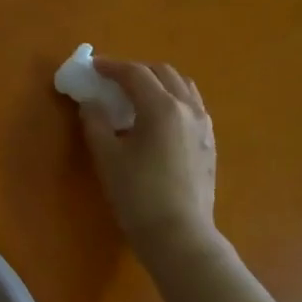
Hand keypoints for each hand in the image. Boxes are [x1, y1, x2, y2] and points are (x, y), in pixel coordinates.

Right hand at [79, 59, 217, 253]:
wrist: (178, 234)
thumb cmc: (137, 195)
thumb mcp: (107, 158)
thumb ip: (96, 123)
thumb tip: (91, 103)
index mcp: (162, 107)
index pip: (135, 74)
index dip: (111, 67)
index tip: (93, 67)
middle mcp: (188, 108)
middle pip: (163, 73)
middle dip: (136, 71)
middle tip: (112, 80)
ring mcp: (204, 126)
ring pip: (182, 87)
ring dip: (158, 83)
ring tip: (137, 96)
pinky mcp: (209, 143)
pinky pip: (192, 107)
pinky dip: (172, 100)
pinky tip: (158, 120)